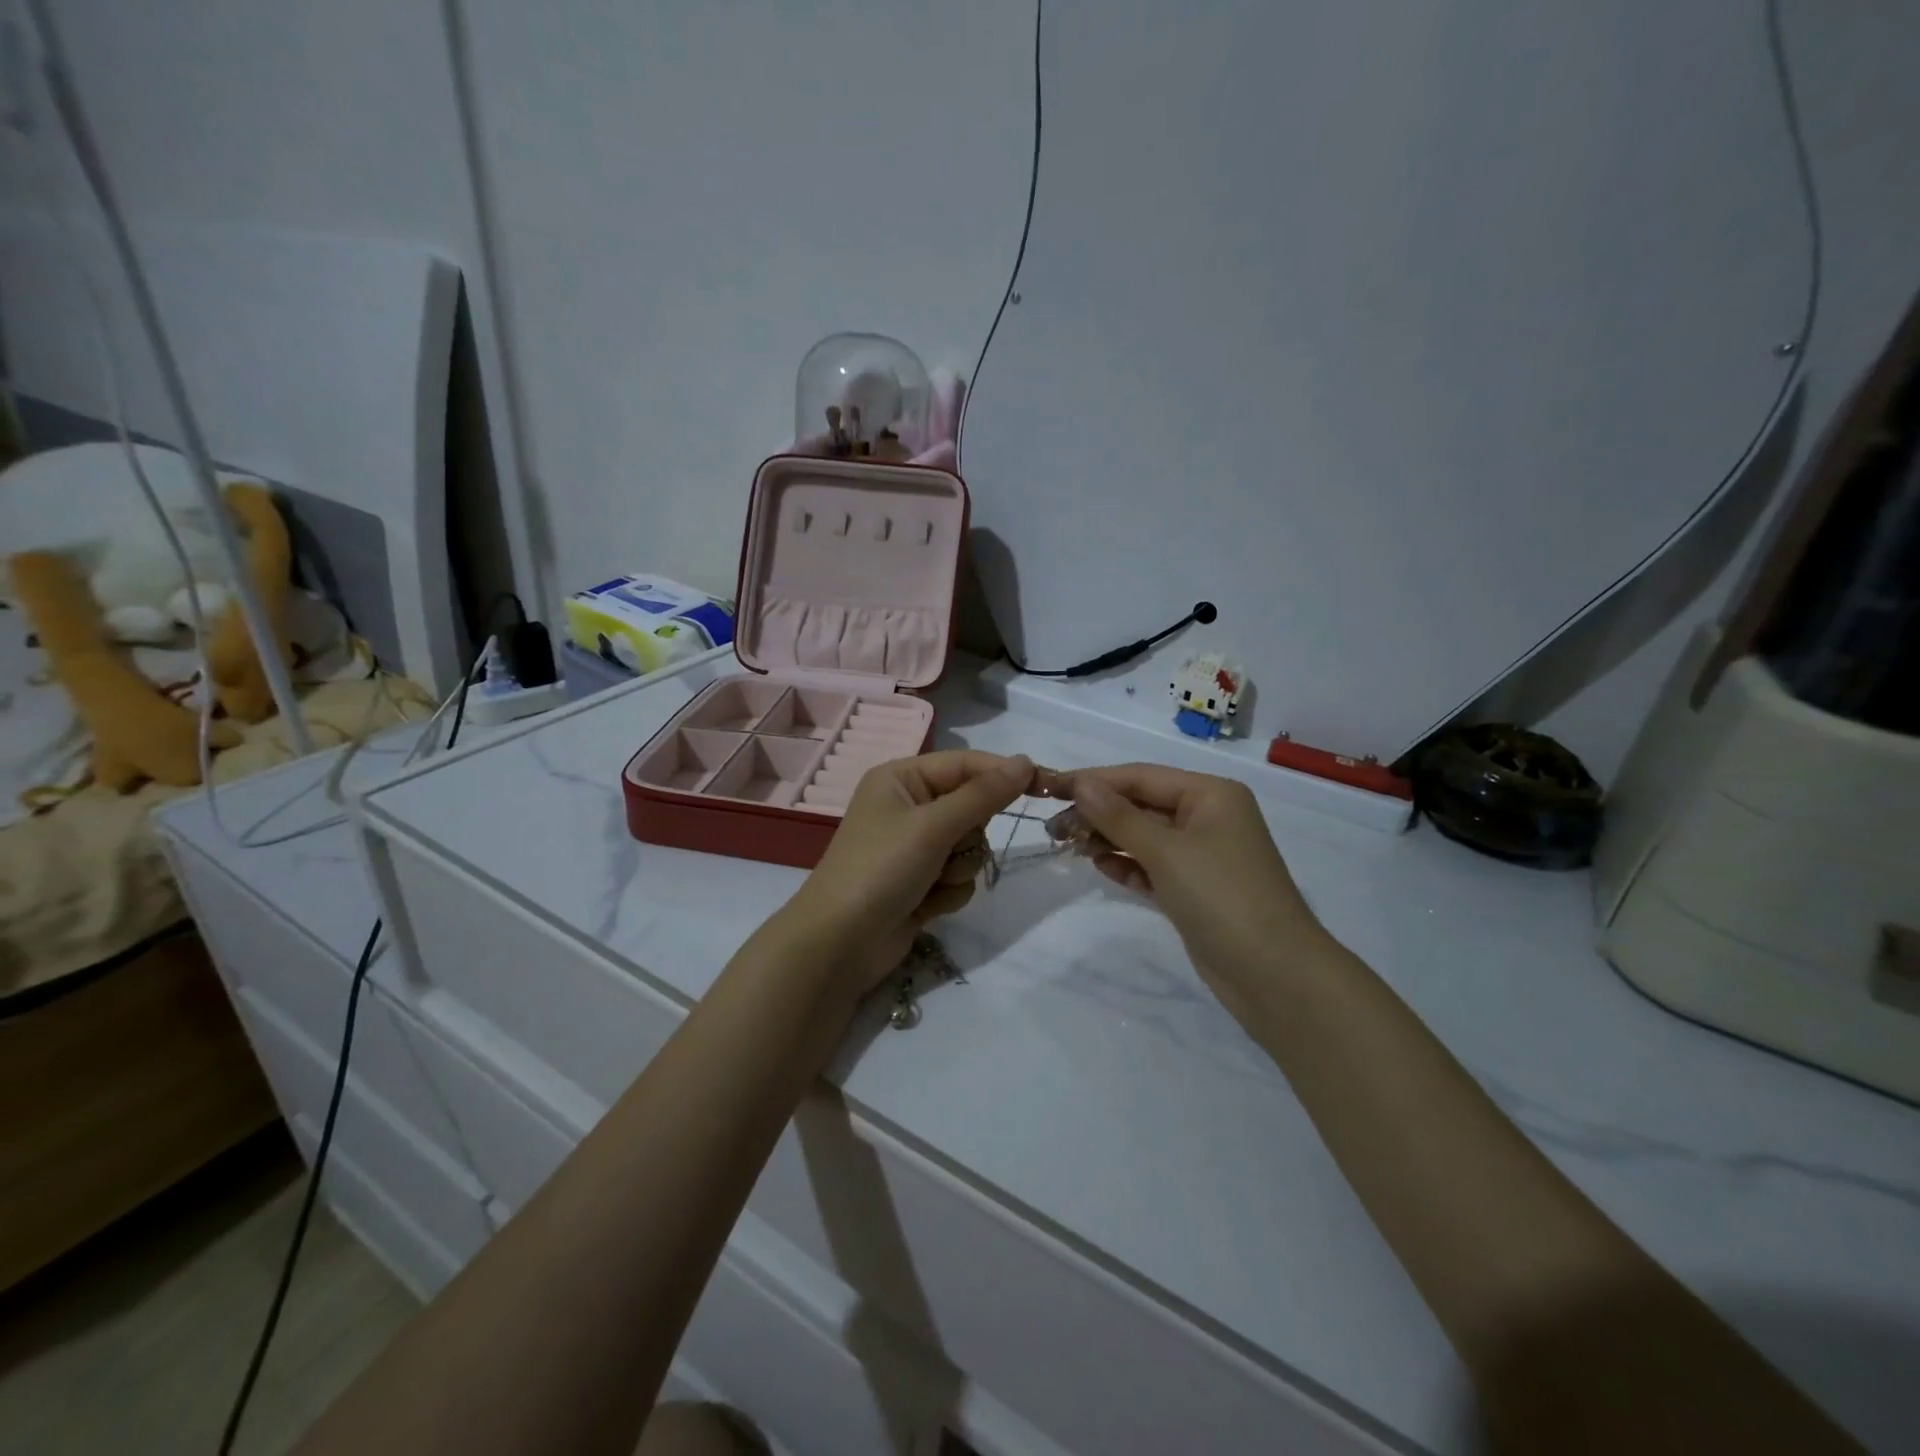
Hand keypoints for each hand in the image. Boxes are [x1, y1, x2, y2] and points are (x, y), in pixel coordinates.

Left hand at [788, 750, 1033, 994]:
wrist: (839, 944)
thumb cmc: (880, 870)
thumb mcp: (933, 826)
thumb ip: (983, 795)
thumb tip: (1026, 762)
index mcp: (901, 779)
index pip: (965, 764)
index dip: (1002, 774)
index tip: (1044, 784)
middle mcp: (908, 806)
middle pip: (972, 807)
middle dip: (968, 834)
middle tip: (947, 849)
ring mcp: (914, 847)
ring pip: (970, 846)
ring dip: (958, 868)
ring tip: (931, 882)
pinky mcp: (920, 882)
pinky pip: (959, 876)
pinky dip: (948, 891)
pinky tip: (925, 905)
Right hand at [1064, 764, 1329, 1020]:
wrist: (1275, 975)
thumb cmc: (1222, 897)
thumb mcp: (1166, 851)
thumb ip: (1119, 817)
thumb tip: (1081, 784)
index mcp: (1210, 795)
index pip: (1141, 776)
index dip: (1094, 780)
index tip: (1050, 788)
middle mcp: (1208, 817)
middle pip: (1141, 804)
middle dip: (1098, 812)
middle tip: (1052, 828)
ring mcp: (1203, 855)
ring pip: (1144, 836)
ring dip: (1108, 838)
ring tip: (1067, 845)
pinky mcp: (1195, 889)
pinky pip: (1152, 866)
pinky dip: (1127, 865)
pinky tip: (1100, 866)